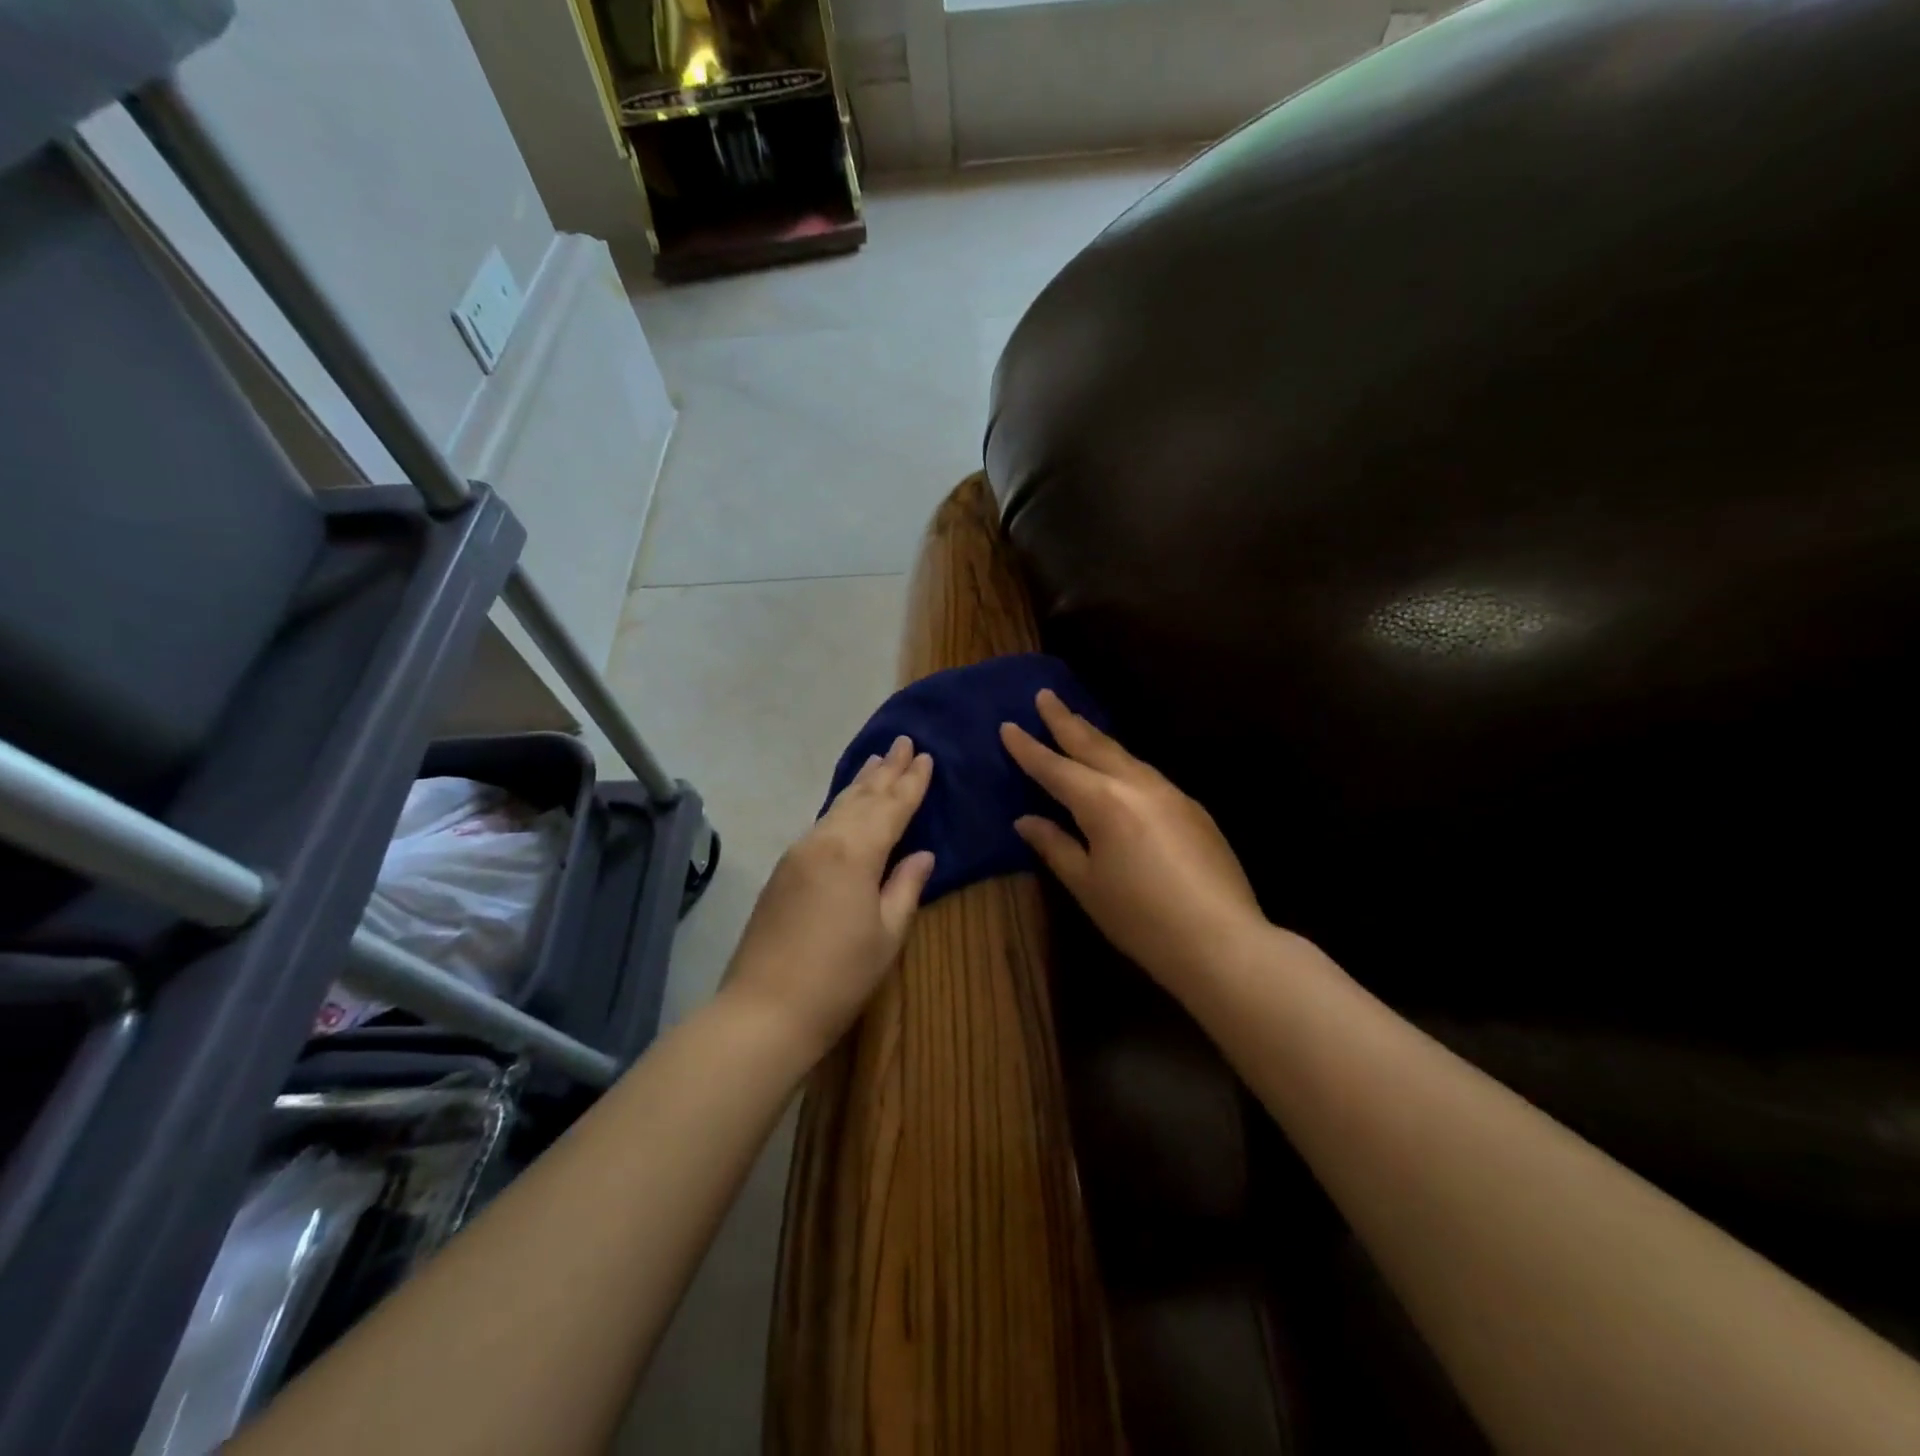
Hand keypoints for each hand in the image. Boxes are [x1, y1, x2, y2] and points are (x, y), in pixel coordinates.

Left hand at [722, 735, 935, 1061]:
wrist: (765, 1009)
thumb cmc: (839, 977)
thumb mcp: (887, 934)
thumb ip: (906, 887)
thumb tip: (923, 854)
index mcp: (856, 852)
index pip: (892, 807)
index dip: (912, 783)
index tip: (926, 756)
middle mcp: (825, 840)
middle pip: (862, 797)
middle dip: (886, 770)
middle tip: (903, 741)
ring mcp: (799, 853)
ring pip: (837, 806)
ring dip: (861, 782)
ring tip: (878, 759)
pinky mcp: (784, 869)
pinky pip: (821, 823)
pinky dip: (841, 805)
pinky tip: (847, 803)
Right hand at [1001, 690, 1267, 993]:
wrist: (1221, 940)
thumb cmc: (1141, 918)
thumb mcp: (1087, 884)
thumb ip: (1054, 845)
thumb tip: (1026, 820)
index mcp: (1103, 801)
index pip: (1055, 767)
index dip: (1028, 748)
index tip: (1008, 725)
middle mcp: (1136, 784)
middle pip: (1094, 744)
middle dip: (1065, 720)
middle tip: (1045, 695)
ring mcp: (1170, 792)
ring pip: (1124, 755)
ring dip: (1096, 738)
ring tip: (1076, 725)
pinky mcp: (1192, 808)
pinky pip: (1146, 774)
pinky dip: (1122, 763)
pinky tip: (1118, 771)